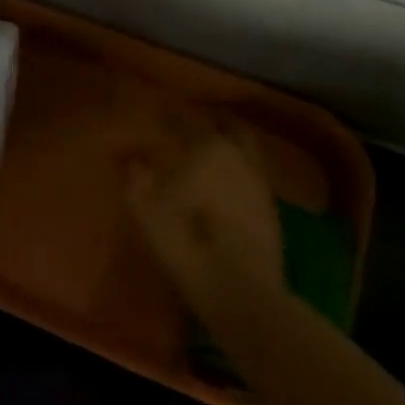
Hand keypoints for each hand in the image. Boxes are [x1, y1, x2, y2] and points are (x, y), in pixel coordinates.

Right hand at [125, 123, 282, 311]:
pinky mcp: (271, 206)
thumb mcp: (148, 215)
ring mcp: (259, 181)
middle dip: (209, 123)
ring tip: (212, 149)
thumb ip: (136, 180)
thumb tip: (132, 159)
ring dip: (230, 142)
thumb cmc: (188, 245)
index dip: (172, 116)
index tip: (160, 112)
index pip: (186, 121)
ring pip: (246, 148)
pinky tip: (230, 180)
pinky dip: (242, 167)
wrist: (243, 292)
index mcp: (207, 149)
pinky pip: (255, 172)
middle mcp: (238, 156)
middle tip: (191, 126)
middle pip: (226, 127)